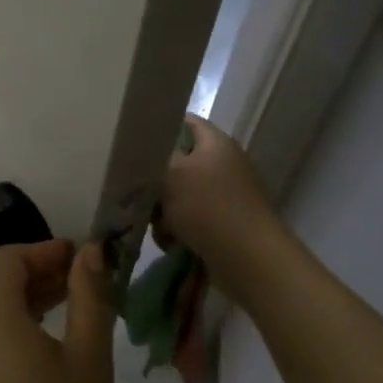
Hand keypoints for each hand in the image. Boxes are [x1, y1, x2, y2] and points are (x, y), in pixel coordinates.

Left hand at [0, 240, 114, 382]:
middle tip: (80, 283)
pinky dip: (8, 325)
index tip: (80, 259)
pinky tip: (40, 347)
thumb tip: (89, 252)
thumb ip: (89, 297)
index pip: (10, 258)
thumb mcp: (88, 358)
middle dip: (36, 273)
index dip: (45, 251)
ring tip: (67, 311)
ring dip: (23, 299)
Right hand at [155, 116, 290, 306]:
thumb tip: (141, 152)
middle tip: (140, 192)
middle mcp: (223, 165)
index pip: (185, 122)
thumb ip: (151, 158)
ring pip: (177, 195)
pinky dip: (176, 229)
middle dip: (154, 181)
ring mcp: (225, 196)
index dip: (158, 127)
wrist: (249, 261)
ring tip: (159, 225)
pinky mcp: (223, 224)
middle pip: (176, 163)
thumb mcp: (171, 173)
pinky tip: (171, 242)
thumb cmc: (208, 208)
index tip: (133, 143)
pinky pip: (188, 219)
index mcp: (216, 143)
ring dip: (162, 210)